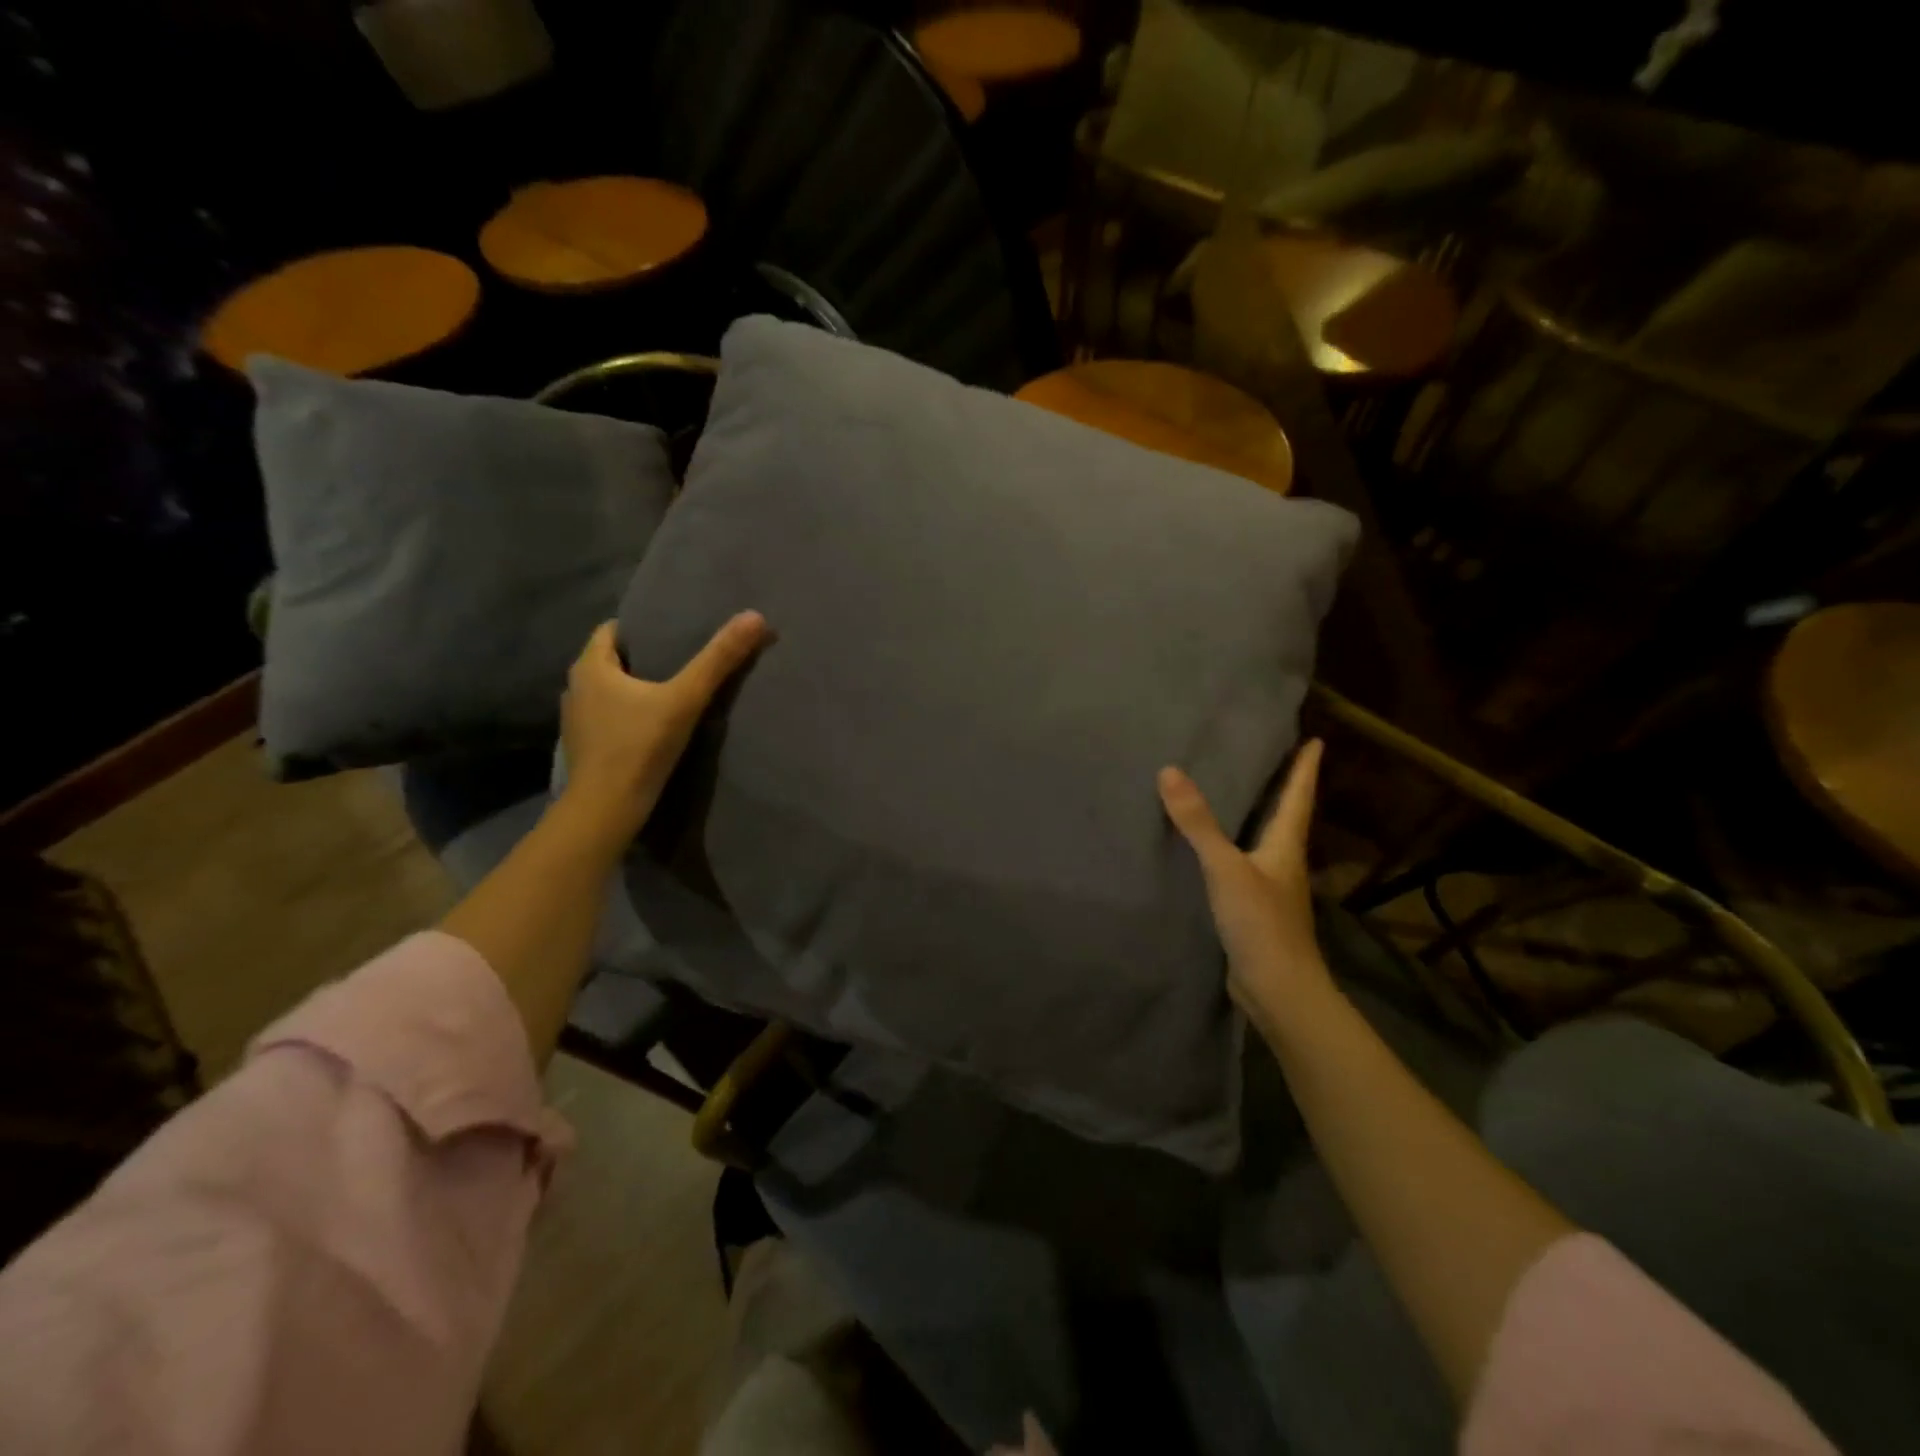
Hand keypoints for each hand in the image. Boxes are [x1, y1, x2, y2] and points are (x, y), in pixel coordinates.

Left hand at [557, 612, 768, 848]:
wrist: (606, 809)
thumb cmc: (639, 746)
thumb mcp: (686, 699)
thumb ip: (718, 659)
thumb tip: (755, 617)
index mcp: (590, 667)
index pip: (612, 630)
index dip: (642, 628)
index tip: (674, 631)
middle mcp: (575, 688)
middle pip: (611, 661)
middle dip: (643, 658)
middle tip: (681, 658)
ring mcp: (576, 720)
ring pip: (608, 691)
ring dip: (634, 689)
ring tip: (671, 691)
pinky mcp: (585, 747)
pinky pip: (608, 718)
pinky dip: (627, 715)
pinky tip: (653, 726)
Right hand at [1158, 739, 1333, 1034]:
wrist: (1278, 991)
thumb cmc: (1261, 924)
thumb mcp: (1225, 868)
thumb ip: (1198, 823)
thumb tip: (1170, 771)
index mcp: (1285, 847)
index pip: (1298, 798)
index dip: (1305, 769)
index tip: (1316, 740)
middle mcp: (1284, 864)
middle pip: (1287, 818)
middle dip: (1284, 790)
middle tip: (1273, 760)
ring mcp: (1271, 891)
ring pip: (1265, 845)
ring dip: (1259, 820)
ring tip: (1241, 798)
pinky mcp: (1254, 913)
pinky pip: (1244, 869)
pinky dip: (1234, 851)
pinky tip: (1214, 853)